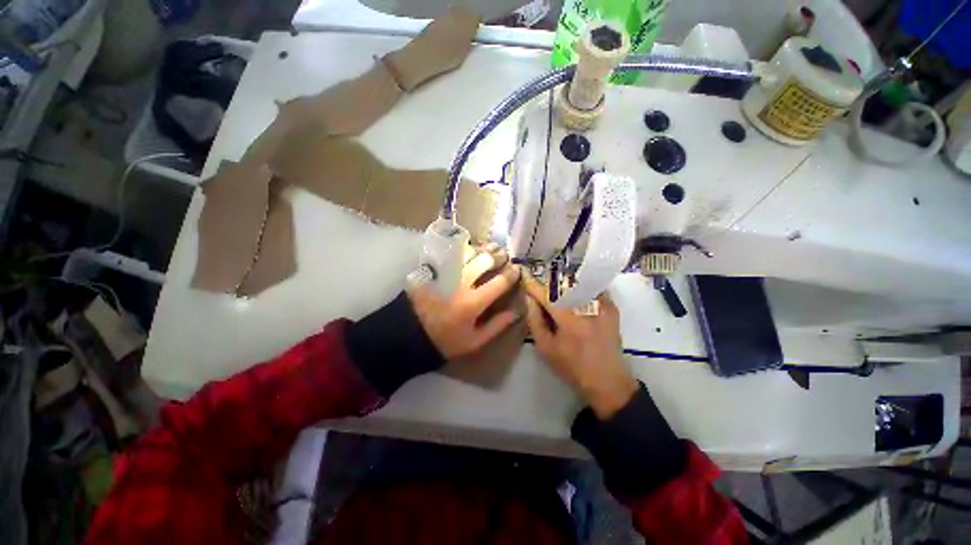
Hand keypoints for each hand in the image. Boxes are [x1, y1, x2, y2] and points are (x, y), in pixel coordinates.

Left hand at [408, 245, 521, 360]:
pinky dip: (464, 249)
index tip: (517, 270)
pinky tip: (470, 249)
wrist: (409, 334)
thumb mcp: (474, 341)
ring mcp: (445, 273)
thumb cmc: (445, 340)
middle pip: (484, 261)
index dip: (511, 274)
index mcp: (472, 303)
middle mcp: (460, 284)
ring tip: (490, 249)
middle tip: (504, 255)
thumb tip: (517, 311)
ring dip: (482, 249)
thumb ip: (497, 325)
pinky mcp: (433, 269)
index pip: (499, 283)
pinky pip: (451, 253)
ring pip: (468, 252)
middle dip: (498, 256)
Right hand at [523, 276, 637, 418]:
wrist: (607, 380)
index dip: (533, 284)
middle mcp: (586, 305)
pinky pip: (593, 287)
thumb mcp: (546, 347)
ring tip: (553, 279)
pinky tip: (573, 288)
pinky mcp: (612, 306)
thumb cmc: (572, 366)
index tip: (524, 275)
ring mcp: (602, 304)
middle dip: (548, 278)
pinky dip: (581, 285)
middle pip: (563, 283)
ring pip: (579, 282)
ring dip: (564, 279)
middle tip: (538, 276)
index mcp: (568, 317)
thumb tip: (529, 298)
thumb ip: (535, 320)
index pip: (546, 293)